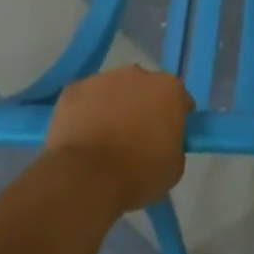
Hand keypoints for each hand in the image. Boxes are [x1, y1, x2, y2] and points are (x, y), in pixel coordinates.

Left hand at [44, 67, 192, 214]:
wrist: (87, 178)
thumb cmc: (139, 174)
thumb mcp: (174, 166)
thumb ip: (174, 144)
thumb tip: (162, 143)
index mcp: (170, 90)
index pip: (179, 100)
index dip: (174, 119)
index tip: (167, 138)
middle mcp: (139, 75)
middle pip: (145, 89)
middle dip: (143, 107)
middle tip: (135, 137)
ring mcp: (103, 79)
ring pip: (113, 90)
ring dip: (113, 106)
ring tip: (104, 138)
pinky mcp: (73, 89)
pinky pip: (85, 99)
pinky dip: (85, 112)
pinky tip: (82, 136)